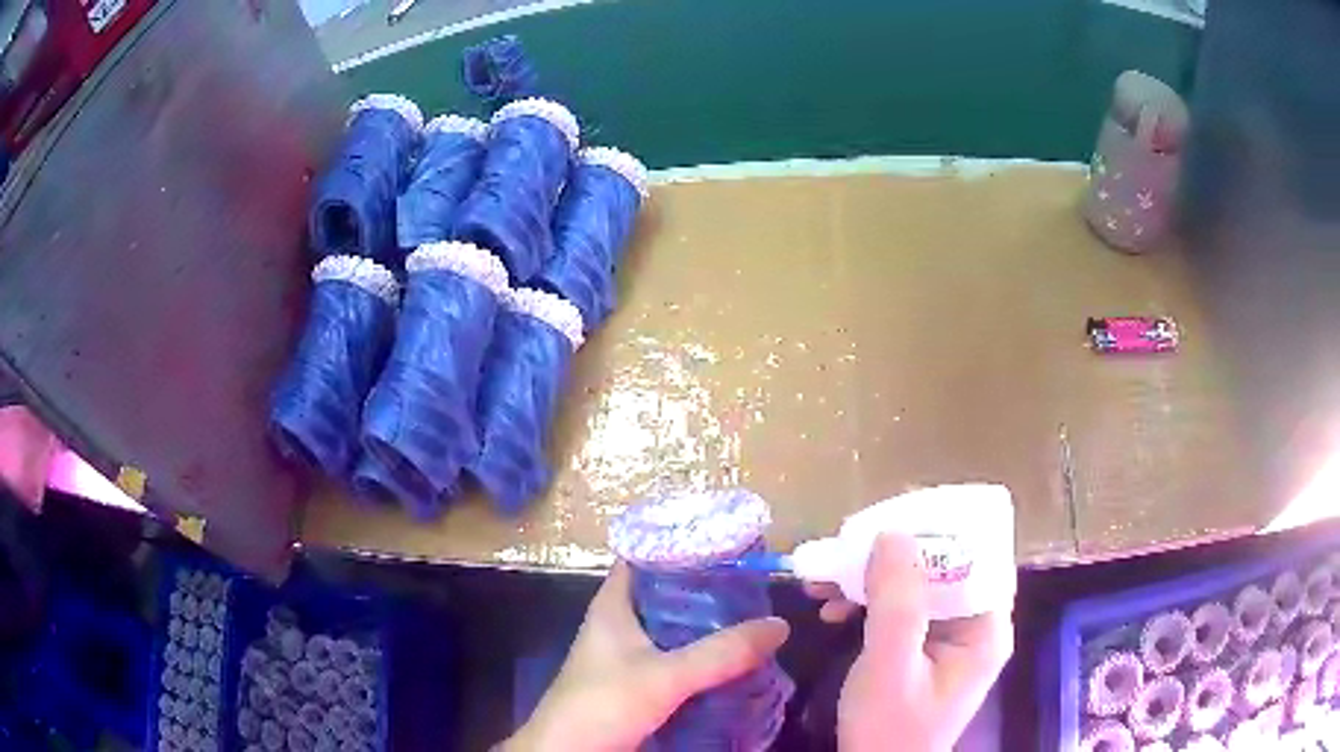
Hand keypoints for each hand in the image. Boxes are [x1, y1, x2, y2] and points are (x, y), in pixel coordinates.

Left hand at [504, 562, 789, 751]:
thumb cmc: (602, 704)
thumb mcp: (664, 676)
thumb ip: (719, 653)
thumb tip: (779, 625)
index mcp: (614, 606)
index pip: (646, 556)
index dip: (683, 544)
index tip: (730, 540)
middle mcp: (622, 625)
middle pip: (669, 595)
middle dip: (710, 589)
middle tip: (758, 584)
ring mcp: (631, 657)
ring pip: (677, 630)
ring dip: (711, 626)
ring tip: (757, 617)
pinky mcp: (641, 684)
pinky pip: (680, 660)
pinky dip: (706, 657)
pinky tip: (737, 658)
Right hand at [805, 533, 1013, 751]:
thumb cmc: (889, 727)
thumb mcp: (890, 665)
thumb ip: (897, 601)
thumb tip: (892, 533)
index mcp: (985, 628)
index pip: (978, 556)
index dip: (940, 531)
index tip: (893, 517)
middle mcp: (974, 626)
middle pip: (944, 569)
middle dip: (893, 557)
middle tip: (849, 547)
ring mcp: (948, 639)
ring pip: (917, 588)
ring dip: (873, 580)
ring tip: (825, 579)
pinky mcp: (923, 650)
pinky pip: (901, 612)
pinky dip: (868, 605)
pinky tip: (833, 609)